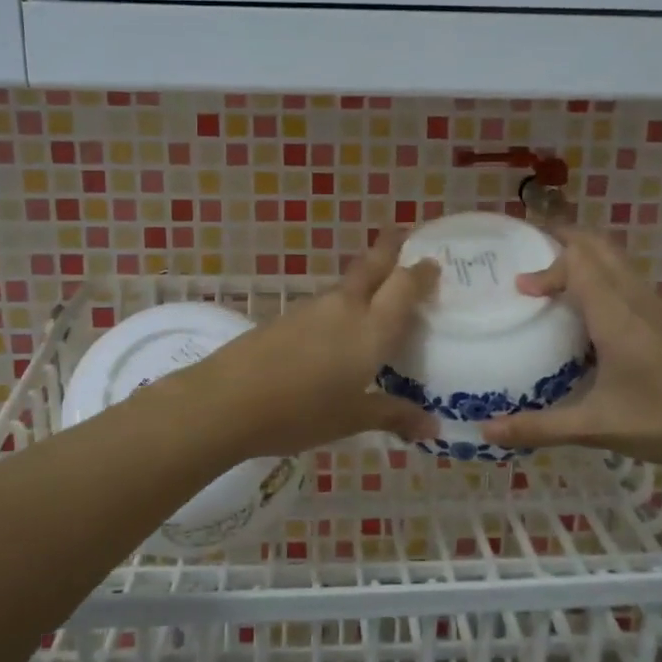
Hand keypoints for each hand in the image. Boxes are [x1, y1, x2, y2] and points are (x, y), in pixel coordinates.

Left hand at [192, 234, 440, 458]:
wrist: (228, 400)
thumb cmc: (300, 412)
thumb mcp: (352, 420)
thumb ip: (393, 415)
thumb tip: (431, 426)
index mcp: (371, 329)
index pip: (404, 285)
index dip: (421, 272)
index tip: (433, 263)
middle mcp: (345, 308)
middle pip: (373, 266)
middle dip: (390, 249)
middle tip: (405, 236)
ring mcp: (311, 309)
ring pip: (347, 285)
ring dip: (365, 281)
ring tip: (377, 296)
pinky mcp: (286, 318)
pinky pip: (326, 305)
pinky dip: (341, 306)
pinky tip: (337, 330)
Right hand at [480, 227, 661, 470]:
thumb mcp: (596, 427)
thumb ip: (538, 428)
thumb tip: (486, 432)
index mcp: (616, 315)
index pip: (577, 262)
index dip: (545, 267)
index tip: (519, 289)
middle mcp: (637, 300)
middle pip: (599, 247)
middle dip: (564, 239)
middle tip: (530, 249)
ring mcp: (658, 308)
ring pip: (618, 261)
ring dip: (585, 257)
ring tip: (553, 275)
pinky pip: (629, 281)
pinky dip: (603, 277)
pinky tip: (591, 314)